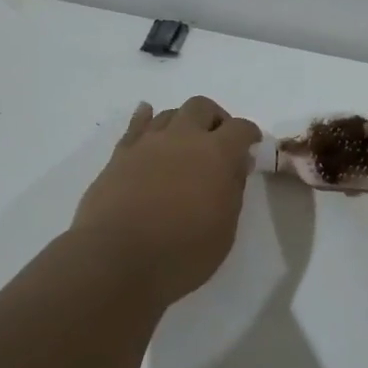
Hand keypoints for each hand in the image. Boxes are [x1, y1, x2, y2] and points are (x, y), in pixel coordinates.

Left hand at [70, 97, 260, 306]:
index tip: (251, 147)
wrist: (116, 259)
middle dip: (215, 119)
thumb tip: (233, 167)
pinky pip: (136, 125)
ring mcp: (147, 143)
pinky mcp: (120, 155)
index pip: (240, 128)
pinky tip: (147, 117)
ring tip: (184, 144)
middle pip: (202, 107)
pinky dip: (145, 118)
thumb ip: (232, 190)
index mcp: (216, 154)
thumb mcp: (224, 229)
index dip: (250, 135)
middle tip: (217, 143)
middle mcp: (183, 137)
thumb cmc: (181, 252)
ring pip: (169, 113)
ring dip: (182, 123)